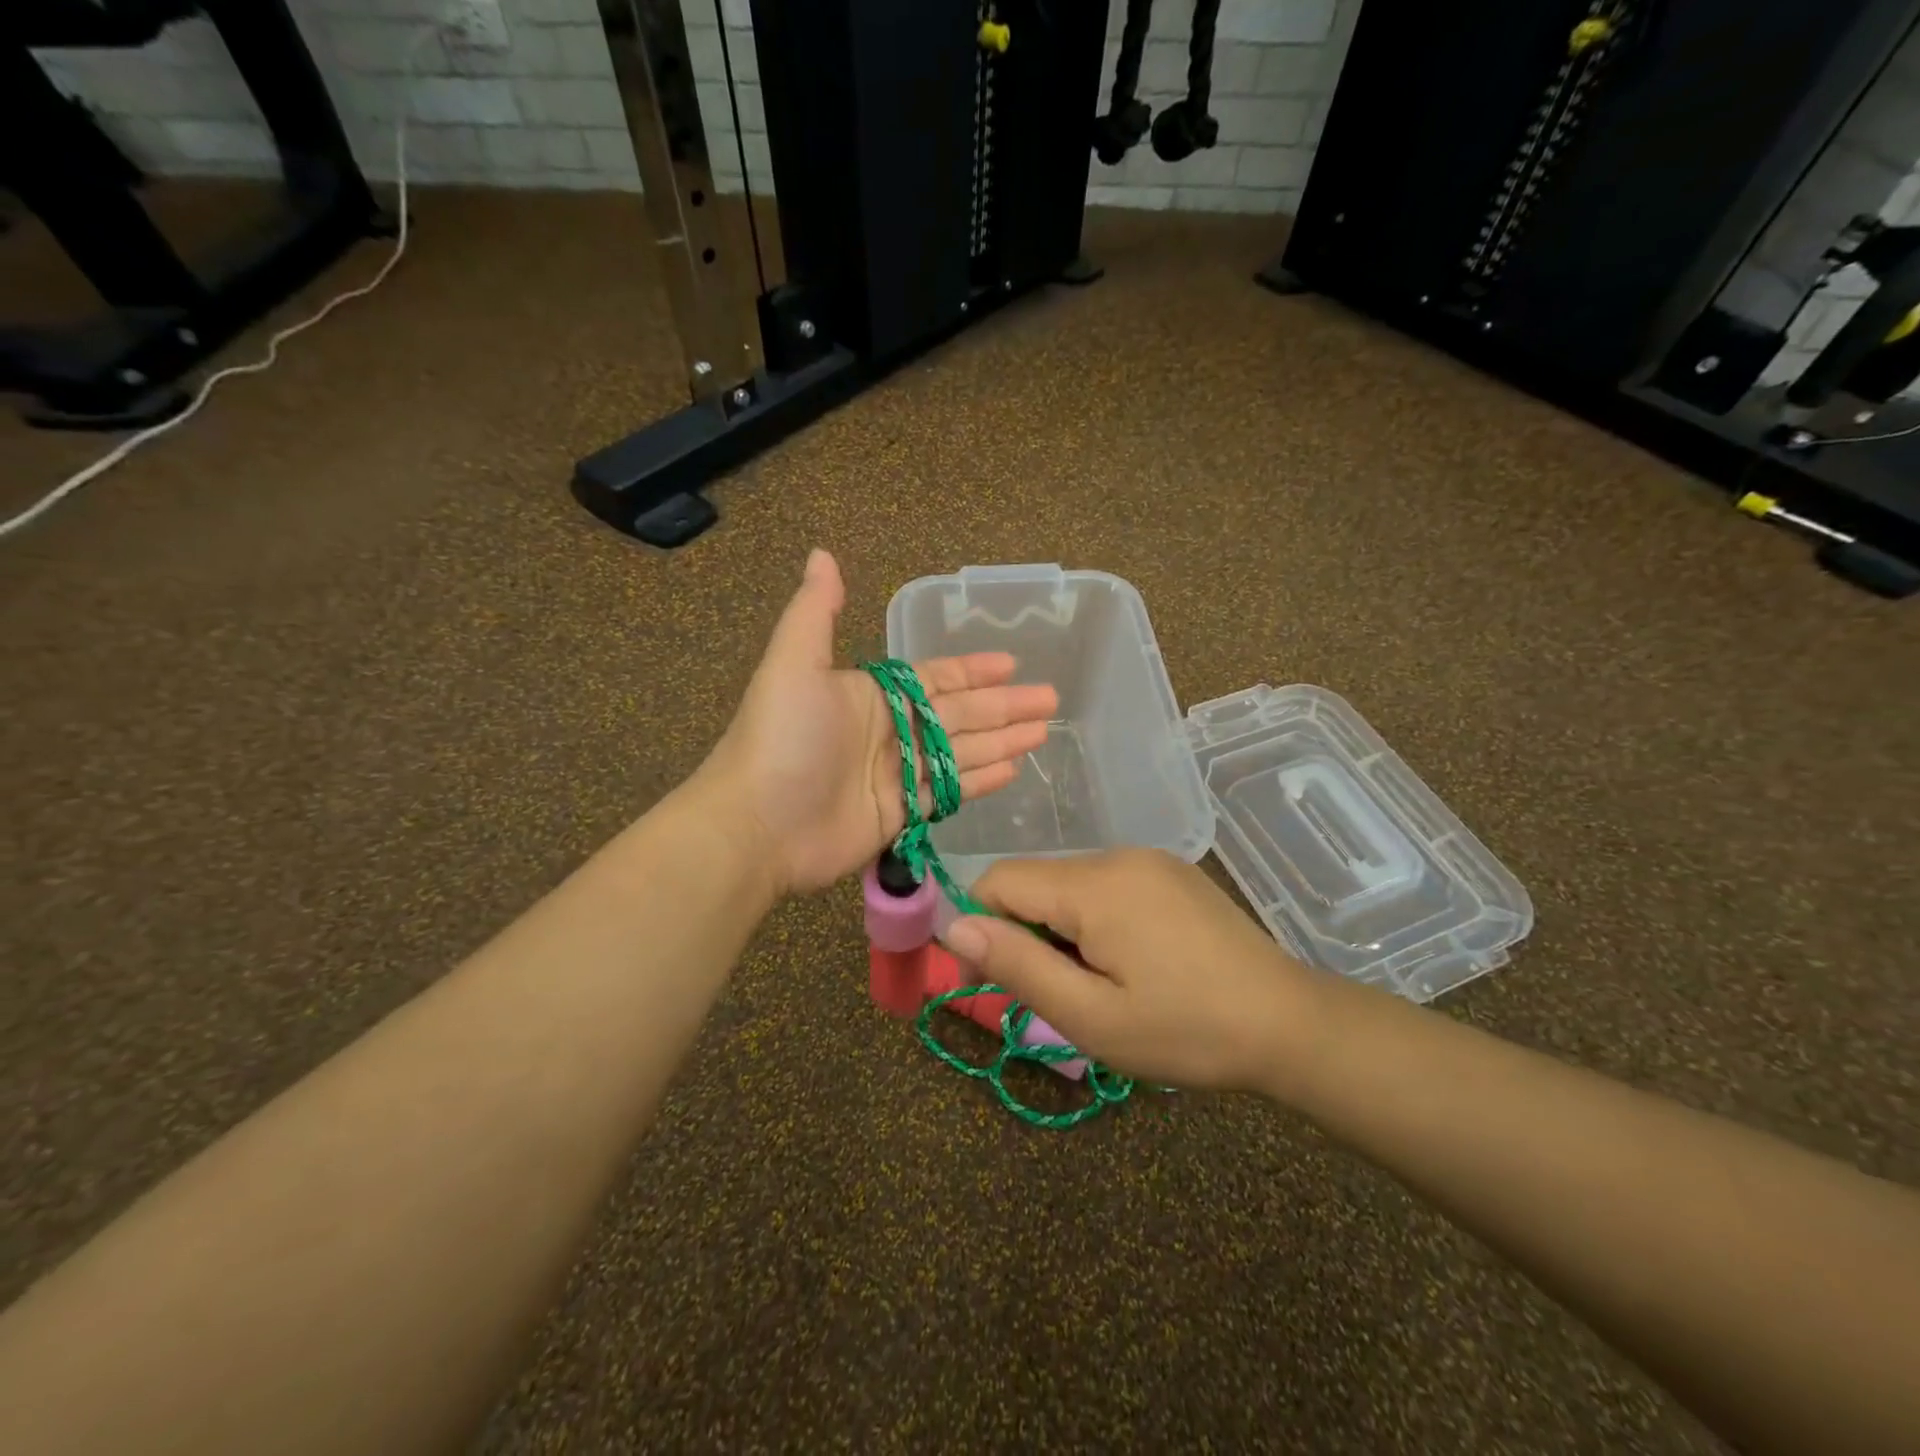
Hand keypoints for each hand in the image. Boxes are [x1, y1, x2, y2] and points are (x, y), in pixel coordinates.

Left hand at [700, 549, 1058, 895]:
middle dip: (1004, 706)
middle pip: (960, 715)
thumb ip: (815, 611)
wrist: (757, 825)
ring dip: (1002, 741)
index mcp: (871, 695)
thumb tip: (822, 553)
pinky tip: (1014, 770)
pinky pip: (950, 793)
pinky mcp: (901, 815)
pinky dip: (981, 781)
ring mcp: (897, 775)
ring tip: (1044, 732)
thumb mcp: (795, 663)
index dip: (972, 671)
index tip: (1012, 663)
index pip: (935, 679)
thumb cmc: (781, 739)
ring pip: (962, 752)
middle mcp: (889, 732)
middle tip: (1050, 700)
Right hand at [939, 849, 1320, 1091]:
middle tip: (1058, 994)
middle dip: (1025, 931)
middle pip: (1034, 879)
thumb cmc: (1185, 1030)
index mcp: (1094, 884)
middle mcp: (1117, 855)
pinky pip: (1104, 883)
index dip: (982, 926)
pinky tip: (1130, 961)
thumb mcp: (1090, 1016)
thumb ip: (1017, 965)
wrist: (1290, 1024)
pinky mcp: (1169, 871)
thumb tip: (954, 928)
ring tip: (1099, 982)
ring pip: (1067, 882)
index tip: (996, 980)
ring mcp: (1148, 859)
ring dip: (1060, 927)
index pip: (999, 879)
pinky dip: (1093, 918)